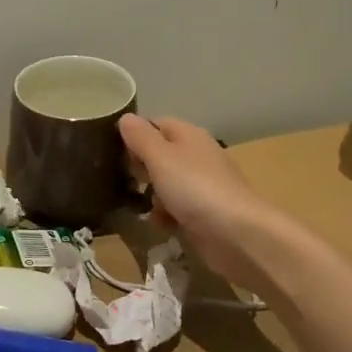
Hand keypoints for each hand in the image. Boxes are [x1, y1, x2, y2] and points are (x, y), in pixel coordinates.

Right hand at [118, 114, 266, 284]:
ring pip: (166, 184)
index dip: (134, 134)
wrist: (237, 234)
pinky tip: (159, 225)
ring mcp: (202, 186)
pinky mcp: (204, 214)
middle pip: (160, 154)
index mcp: (189, 136)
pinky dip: (165, 215)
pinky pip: (176, 209)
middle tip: (122, 179)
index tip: (113, 151)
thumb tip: (125, 117)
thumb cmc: (195, 188)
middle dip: (139, 167)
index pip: (156, 124)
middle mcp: (197, 156)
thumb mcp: (160, 157)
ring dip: (150, 194)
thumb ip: (140, 137)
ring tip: (137, 205)